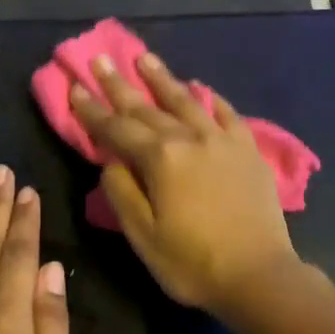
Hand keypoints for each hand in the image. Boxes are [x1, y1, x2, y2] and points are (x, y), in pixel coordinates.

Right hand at [71, 53, 300, 313]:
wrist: (259, 275)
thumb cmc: (193, 262)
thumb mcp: (143, 235)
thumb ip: (121, 192)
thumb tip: (111, 161)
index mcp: (160, 159)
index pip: (117, 128)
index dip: (92, 110)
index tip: (75, 87)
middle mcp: (190, 138)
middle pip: (147, 107)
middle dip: (120, 84)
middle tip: (100, 59)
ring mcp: (222, 141)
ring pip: (186, 100)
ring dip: (162, 78)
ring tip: (144, 58)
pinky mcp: (248, 150)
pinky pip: (227, 114)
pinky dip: (211, 98)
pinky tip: (201, 87)